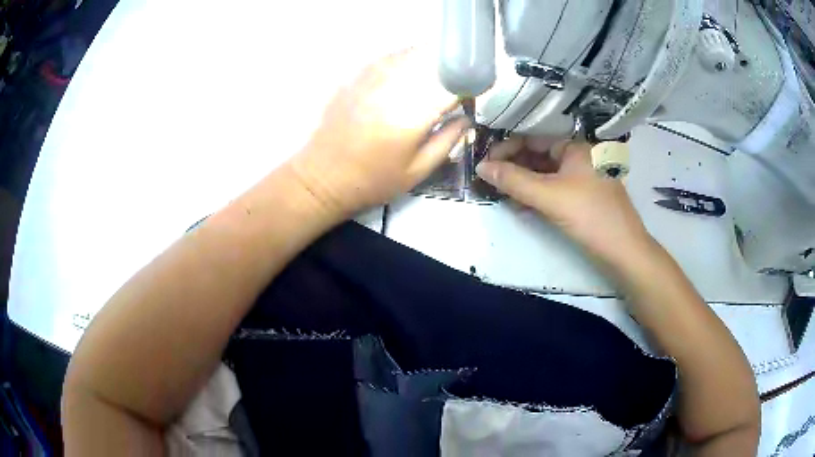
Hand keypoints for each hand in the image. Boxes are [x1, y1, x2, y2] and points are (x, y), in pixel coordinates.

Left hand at [287, 49, 469, 217]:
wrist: (322, 177)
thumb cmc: (373, 180)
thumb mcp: (418, 171)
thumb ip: (448, 140)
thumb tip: (467, 118)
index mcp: (412, 114)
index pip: (452, 83)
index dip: (469, 84)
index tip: (475, 92)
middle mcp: (393, 87)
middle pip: (433, 60)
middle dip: (452, 69)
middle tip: (456, 85)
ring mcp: (371, 77)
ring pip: (411, 53)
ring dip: (431, 61)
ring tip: (435, 78)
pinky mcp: (356, 76)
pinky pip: (389, 56)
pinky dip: (407, 60)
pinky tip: (409, 74)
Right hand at [475, 138, 651, 265]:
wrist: (624, 252)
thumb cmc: (590, 216)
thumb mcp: (549, 196)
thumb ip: (514, 180)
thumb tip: (481, 166)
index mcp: (575, 146)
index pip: (533, 138)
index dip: (507, 148)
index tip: (485, 163)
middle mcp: (579, 157)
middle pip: (539, 155)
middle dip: (514, 166)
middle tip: (490, 180)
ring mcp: (583, 178)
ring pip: (546, 174)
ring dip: (523, 182)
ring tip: (500, 193)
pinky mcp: (583, 198)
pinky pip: (555, 189)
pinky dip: (537, 195)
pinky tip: (521, 205)